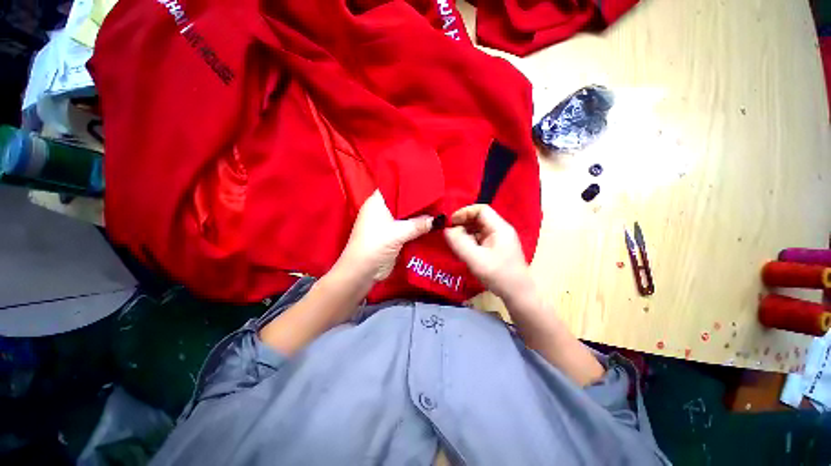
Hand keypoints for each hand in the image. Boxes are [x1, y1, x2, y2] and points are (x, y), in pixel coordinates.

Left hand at [333, 190, 432, 285]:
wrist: (363, 272)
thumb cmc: (375, 245)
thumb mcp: (397, 233)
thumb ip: (418, 225)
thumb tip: (438, 219)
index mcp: (377, 202)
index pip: (394, 186)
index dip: (409, 184)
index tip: (427, 182)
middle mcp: (382, 210)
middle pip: (403, 202)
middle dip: (419, 201)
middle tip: (438, 196)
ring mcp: (388, 224)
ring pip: (407, 215)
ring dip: (420, 216)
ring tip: (439, 208)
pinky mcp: (393, 236)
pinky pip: (408, 227)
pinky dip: (417, 227)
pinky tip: (431, 225)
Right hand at [443, 205, 533, 302]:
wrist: (518, 294)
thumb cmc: (499, 275)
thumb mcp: (476, 259)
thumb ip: (459, 243)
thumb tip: (446, 230)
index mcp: (500, 228)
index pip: (481, 210)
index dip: (464, 212)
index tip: (450, 222)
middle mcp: (501, 230)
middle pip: (479, 218)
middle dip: (463, 223)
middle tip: (449, 232)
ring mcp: (499, 239)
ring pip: (479, 228)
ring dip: (465, 232)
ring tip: (454, 241)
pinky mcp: (496, 247)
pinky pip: (480, 237)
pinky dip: (470, 240)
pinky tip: (463, 249)